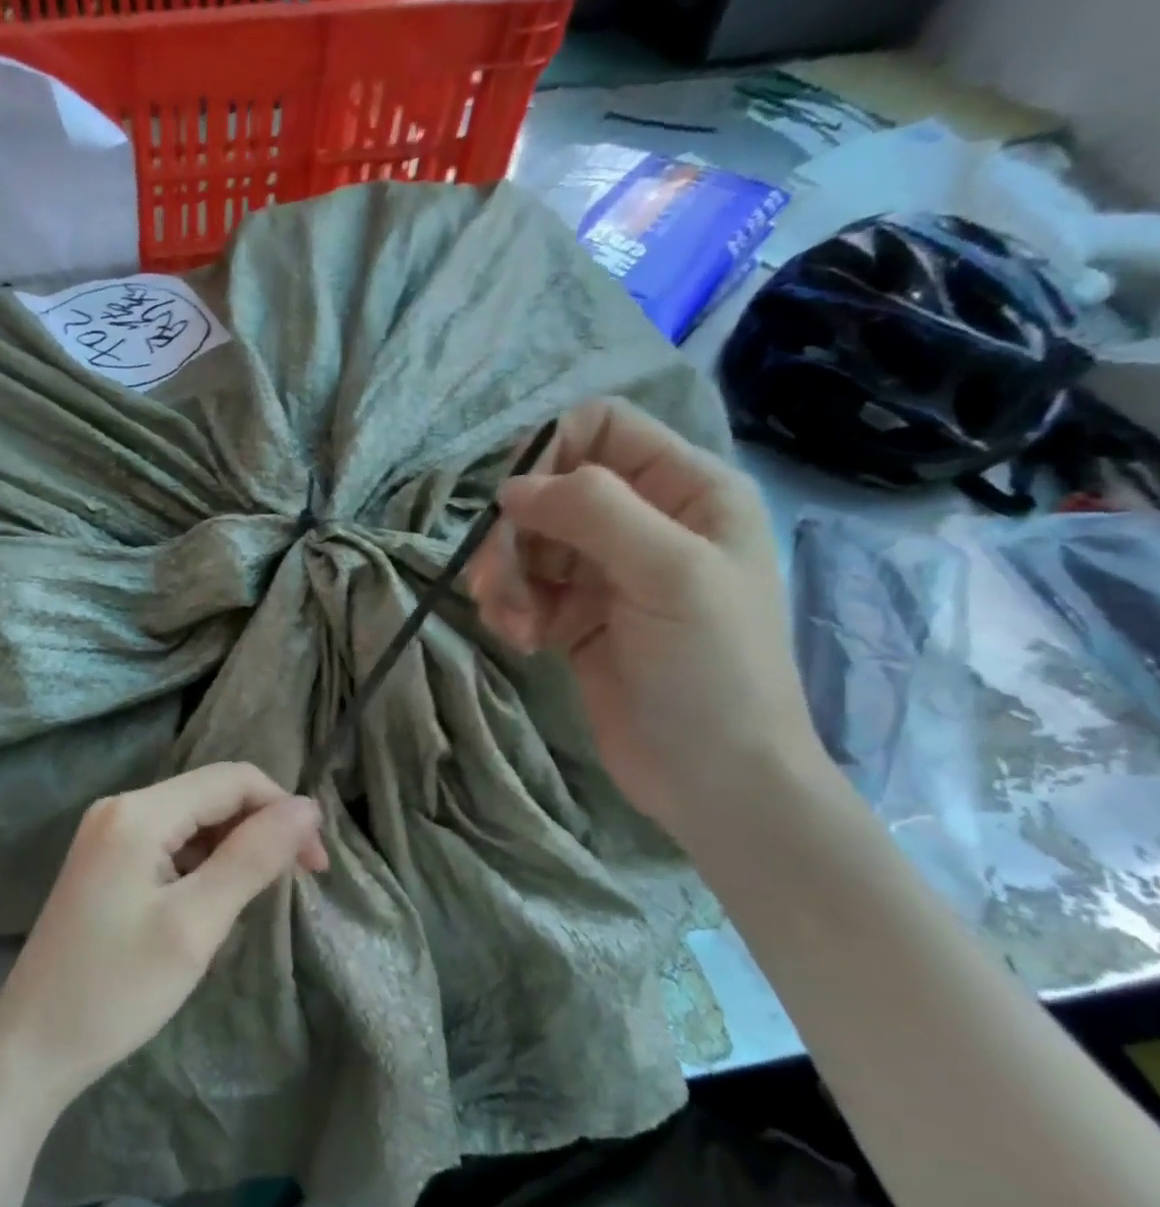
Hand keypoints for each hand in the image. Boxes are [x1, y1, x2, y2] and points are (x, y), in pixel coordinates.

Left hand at [0, 763, 327, 1111]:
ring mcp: (108, 834)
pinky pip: (169, 844)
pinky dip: (203, 864)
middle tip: (296, 882)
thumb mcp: (196, 924)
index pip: (232, 780)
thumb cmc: (117, 988)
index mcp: (139, 811)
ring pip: (193, 821)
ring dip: (234, 849)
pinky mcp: (105, 862)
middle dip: (261, 829)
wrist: (33, 1045)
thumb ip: (253, 857)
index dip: (282, 810)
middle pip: (211, 796)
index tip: (315, 865)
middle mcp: (120, 808)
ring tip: (255, 900)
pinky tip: (212, 904)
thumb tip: (307, 806)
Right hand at [463, 397, 823, 836]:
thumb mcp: (668, 573)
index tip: (514, 510)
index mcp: (687, 490)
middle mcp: (645, 522)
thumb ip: (593, 511)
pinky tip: (521, 641)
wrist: (713, 776)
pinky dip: (511, 610)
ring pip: (527, 544)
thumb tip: (511, 488)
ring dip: (506, 580)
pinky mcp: (577, 618)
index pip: (599, 429)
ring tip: (514, 626)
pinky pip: (524, 590)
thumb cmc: (712, 669)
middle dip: (513, 536)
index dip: (547, 456)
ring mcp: (607, 573)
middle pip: (549, 492)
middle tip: (493, 587)